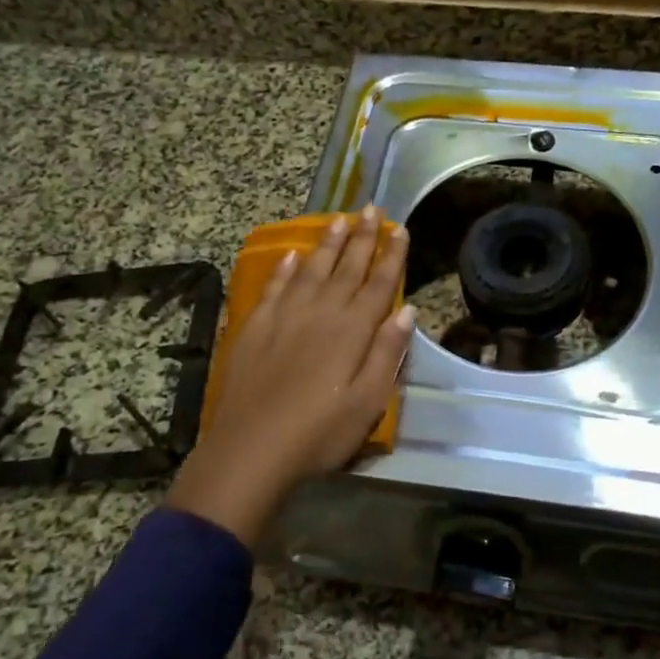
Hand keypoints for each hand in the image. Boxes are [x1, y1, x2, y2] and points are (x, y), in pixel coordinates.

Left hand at [169, 206, 415, 547]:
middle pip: (346, 268)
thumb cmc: (320, 433)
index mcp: (352, 331)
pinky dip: (285, 270)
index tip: (400, 229)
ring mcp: (285, 317)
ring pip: (311, 270)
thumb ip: (387, 353)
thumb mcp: (369, 401)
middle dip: (362, 237)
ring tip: (339, 219)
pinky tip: (292, 256)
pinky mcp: (256, 328)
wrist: (252, 450)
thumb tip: (407, 310)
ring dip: (327, 244)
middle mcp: (321, 313)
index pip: (378, 284)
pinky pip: (274, 288)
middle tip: (372, 208)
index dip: (391, 256)